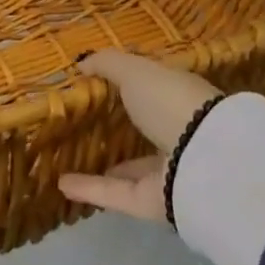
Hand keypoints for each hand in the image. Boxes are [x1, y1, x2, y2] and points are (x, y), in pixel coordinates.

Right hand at [58, 51, 219, 222]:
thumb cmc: (170, 101)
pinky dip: (89, 189)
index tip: (98, 83)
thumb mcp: (137, 71)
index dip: (129, 83)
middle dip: (119, 126)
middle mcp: (175, 131)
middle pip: (143, 127)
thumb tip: (81, 62)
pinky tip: (62, 184)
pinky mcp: (153, 202)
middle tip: (83, 123)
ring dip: (104, 164)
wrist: (202, 160)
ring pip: (131, 166)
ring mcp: (166, 170)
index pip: (152, 87)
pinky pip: (115, 193)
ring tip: (70, 158)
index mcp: (178, 94)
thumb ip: (109, 64)